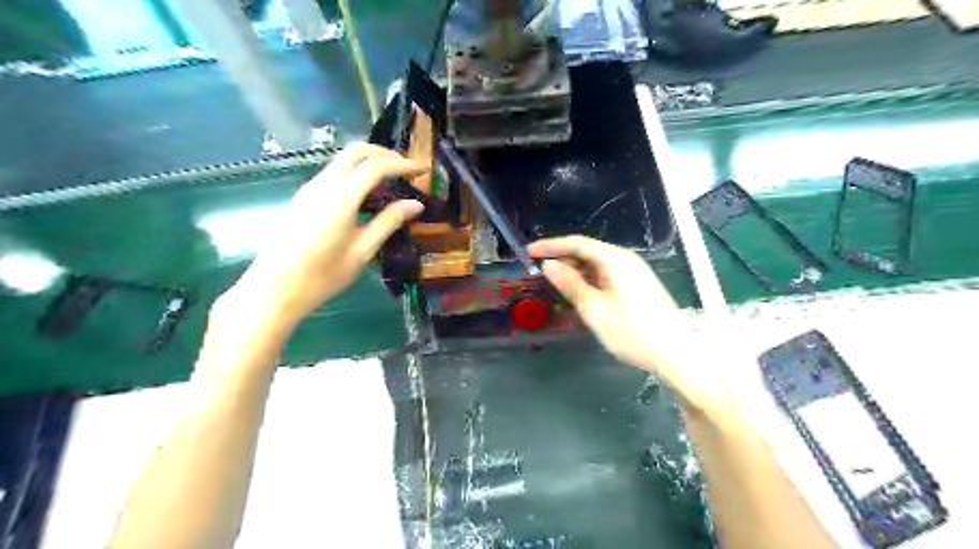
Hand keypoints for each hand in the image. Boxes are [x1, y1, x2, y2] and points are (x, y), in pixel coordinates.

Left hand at [228, 144, 429, 328]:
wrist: (274, 288)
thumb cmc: (323, 275)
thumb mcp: (363, 250)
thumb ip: (389, 222)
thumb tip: (416, 204)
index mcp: (342, 196)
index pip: (377, 166)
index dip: (403, 164)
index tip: (422, 170)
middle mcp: (324, 183)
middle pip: (357, 151)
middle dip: (386, 154)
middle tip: (407, 169)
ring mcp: (310, 188)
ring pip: (343, 159)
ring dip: (370, 162)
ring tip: (392, 181)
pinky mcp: (303, 197)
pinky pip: (334, 172)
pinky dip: (356, 172)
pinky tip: (367, 195)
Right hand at [532, 233, 678, 366]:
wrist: (675, 353)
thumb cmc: (631, 332)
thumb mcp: (594, 309)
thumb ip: (570, 284)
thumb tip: (549, 265)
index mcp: (615, 259)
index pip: (576, 243)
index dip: (551, 246)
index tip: (529, 251)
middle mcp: (625, 259)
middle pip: (588, 250)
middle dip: (561, 257)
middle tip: (538, 268)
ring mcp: (634, 271)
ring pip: (597, 263)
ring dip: (574, 268)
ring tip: (554, 280)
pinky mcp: (637, 284)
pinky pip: (606, 273)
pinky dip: (588, 278)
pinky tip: (579, 290)